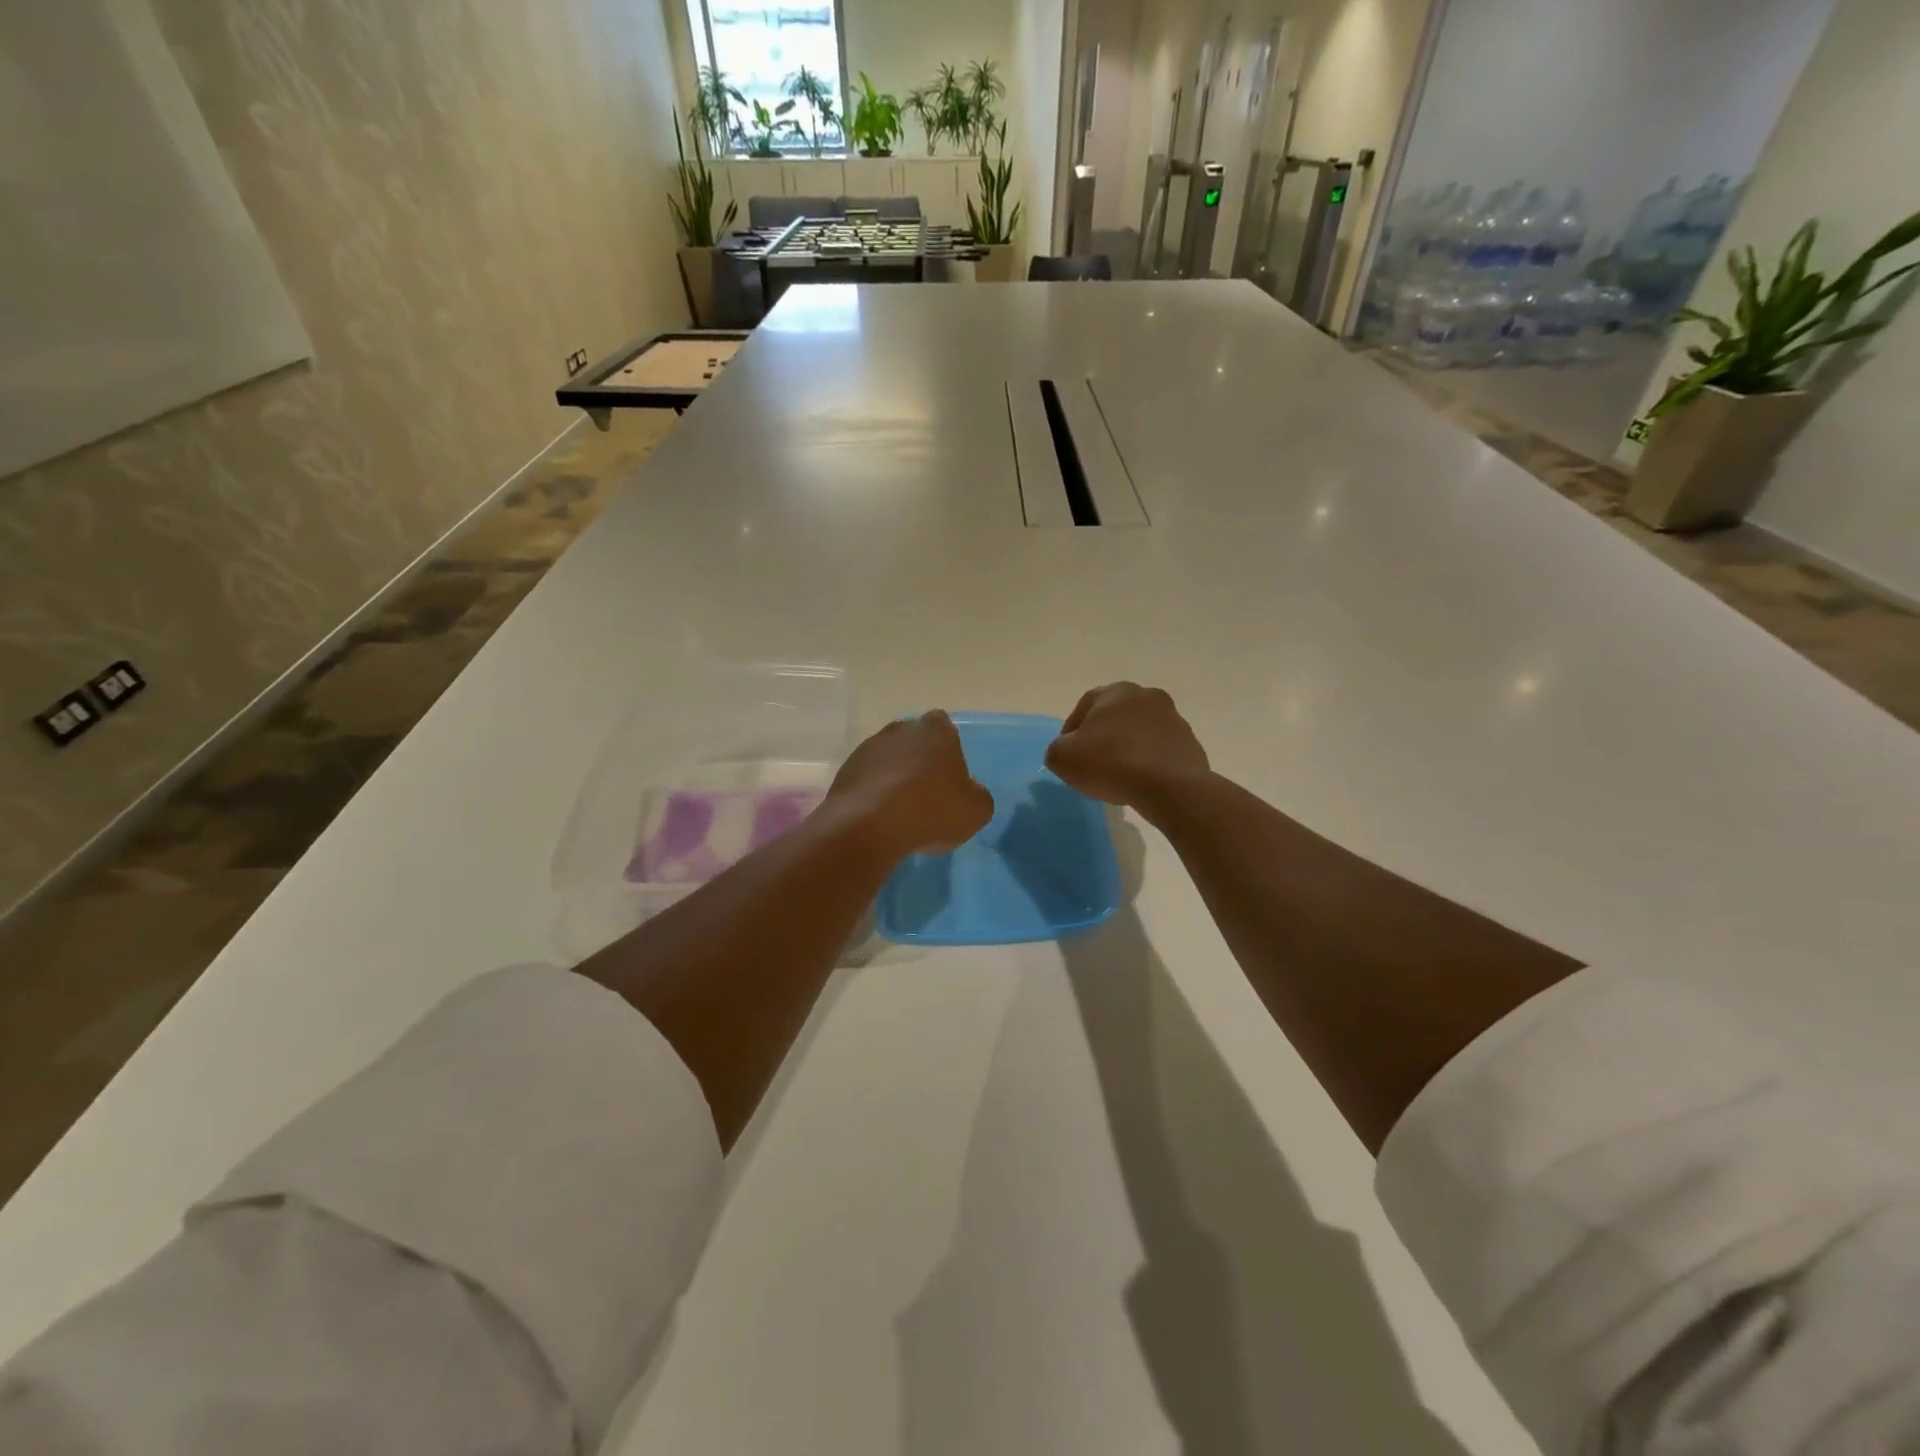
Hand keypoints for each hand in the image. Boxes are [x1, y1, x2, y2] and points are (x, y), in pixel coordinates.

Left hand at [827, 711, 993, 857]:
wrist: (869, 826)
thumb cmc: (932, 810)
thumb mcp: (977, 810)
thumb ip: (977, 795)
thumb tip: (968, 792)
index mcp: (936, 730)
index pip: (945, 727)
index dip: (948, 751)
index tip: (949, 777)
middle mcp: (900, 730)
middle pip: (914, 742)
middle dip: (919, 763)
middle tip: (927, 796)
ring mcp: (868, 748)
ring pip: (888, 760)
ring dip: (894, 779)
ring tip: (901, 813)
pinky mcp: (845, 771)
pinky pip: (867, 780)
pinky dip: (873, 794)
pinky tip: (880, 820)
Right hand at [1045, 683, 1210, 815]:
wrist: (1169, 786)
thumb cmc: (1111, 763)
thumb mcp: (1063, 758)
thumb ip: (1057, 750)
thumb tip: (1067, 751)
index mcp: (1115, 692)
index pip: (1084, 706)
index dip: (1072, 731)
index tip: (1068, 755)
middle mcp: (1146, 696)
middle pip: (1115, 717)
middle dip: (1103, 737)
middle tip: (1093, 764)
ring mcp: (1173, 718)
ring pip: (1140, 732)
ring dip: (1128, 748)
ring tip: (1119, 776)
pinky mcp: (1190, 743)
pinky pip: (1160, 751)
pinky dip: (1149, 762)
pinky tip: (1141, 782)